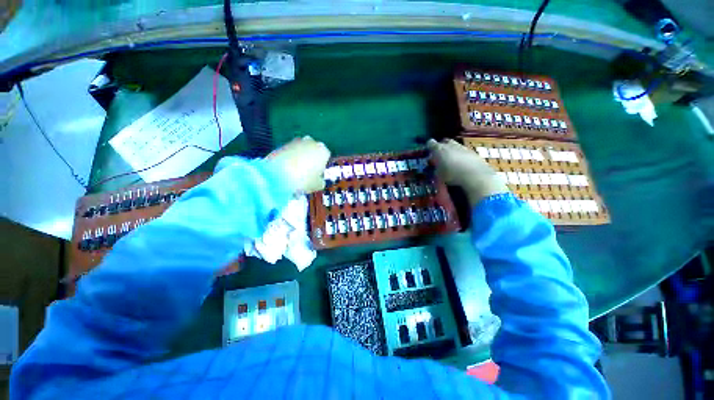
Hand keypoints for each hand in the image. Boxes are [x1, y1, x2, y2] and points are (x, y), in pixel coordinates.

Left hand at [268, 136, 330, 193]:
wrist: (278, 175)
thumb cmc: (304, 180)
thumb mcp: (318, 185)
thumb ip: (321, 181)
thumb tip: (319, 180)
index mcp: (323, 151)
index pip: (326, 156)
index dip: (322, 165)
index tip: (318, 174)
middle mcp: (311, 142)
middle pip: (313, 150)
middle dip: (311, 159)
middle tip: (307, 173)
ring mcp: (296, 142)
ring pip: (301, 150)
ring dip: (300, 158)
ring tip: (295, 173)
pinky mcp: (282, 144)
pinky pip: (290, 152)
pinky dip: (289, 159)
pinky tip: (286, 170)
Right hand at [427, 138, 508, 204]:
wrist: (475, 175)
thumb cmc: (452, 174)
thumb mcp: (439, 174)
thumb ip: (436, 167)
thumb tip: (435, 166)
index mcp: (439, 149)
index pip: (430, 143)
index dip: (429, 146)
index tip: (428, 151)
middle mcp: (451, 145)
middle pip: (444, 141)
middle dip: (441, 146)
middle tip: (439, 155)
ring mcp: (463, 147)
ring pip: (455, 145)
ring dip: (452, 150)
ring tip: (451, 160)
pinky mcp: (473, 152)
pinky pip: (463, 151)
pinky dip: (461, 155)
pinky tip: (461, 164)